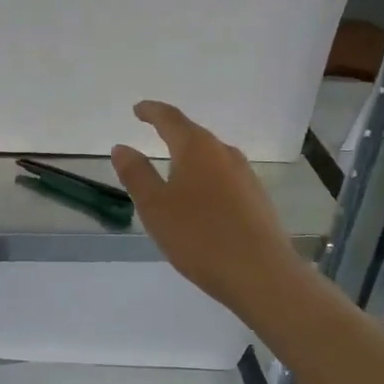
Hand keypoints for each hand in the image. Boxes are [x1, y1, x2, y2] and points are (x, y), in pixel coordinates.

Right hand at [112, 100, 308, 312]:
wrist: (261, 274)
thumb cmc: (199, 236)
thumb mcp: (155, 207)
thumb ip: (136, 174)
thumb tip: (122, 147)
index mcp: (197, 148)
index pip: (170, 119)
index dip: (152, 111)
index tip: (138, 109)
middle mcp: (225, 153)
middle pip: (194, 135)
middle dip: (172, 133)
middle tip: (153, 133)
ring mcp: (246, 176)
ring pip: (212, 158)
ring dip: (191, 158)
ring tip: (173, 169)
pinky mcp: (258, 199)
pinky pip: (224, 178)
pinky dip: (206, 179)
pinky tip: (201, 200)